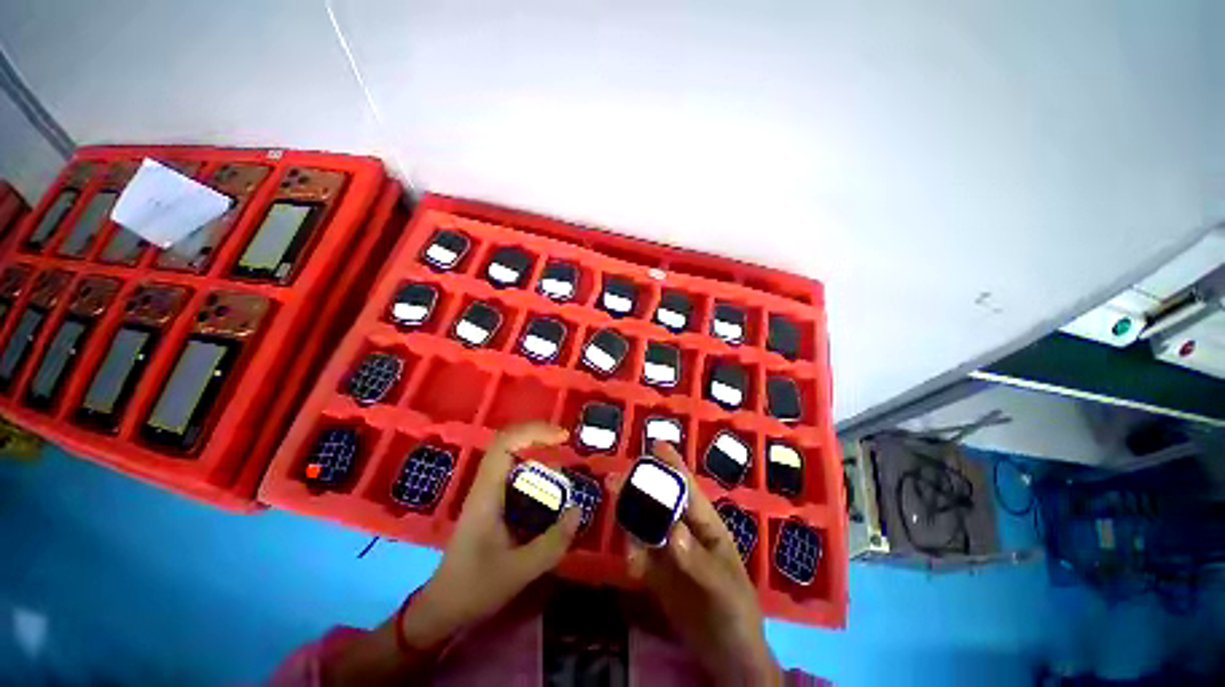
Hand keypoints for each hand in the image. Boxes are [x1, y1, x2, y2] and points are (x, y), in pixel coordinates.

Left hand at [400, 422, 581, 649]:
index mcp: (486, 494)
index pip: (505, 444)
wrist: (441, 609)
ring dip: (540, 455)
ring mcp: (488, 493)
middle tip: (567, 444)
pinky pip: (516, 475)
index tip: (562, 437)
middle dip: (540, 437)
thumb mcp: (518, 571)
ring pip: (514, 458)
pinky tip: (552, 490)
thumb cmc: (474, 589)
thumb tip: (578, 509)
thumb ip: (552, 542)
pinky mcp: (493, 503)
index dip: (534, 431)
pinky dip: (537, 473)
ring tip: (565, 469)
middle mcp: (486, 486)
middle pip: (510, 443)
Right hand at [626, 442, 780, 686]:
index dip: (674, 465)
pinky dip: (631, 554)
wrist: (728, 658)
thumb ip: (697, 560)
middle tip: (616, 480)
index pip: (688, 488)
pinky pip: (639, 554)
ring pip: (645, 524)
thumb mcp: (724, 588)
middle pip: (660, 501)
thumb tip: (672, 531)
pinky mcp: (657, 574)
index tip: (655, 444)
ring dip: (630, 517)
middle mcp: (685, 531)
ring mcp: (669, 552)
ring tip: (615, 509)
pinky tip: (631, 566)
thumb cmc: (737, 614)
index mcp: (707, 525)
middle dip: (640, 487)